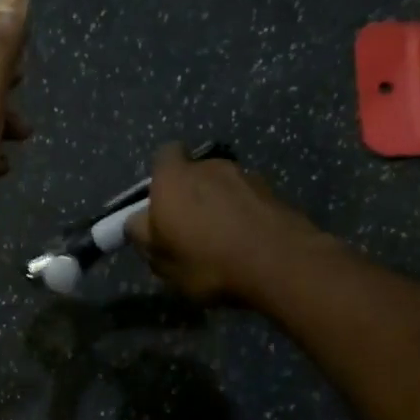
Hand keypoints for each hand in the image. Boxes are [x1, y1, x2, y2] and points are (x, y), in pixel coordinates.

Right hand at [126, 143, 324, 304]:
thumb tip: (139, 221)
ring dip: (220, 205)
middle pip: (195, 172)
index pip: (163, 156)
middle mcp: (209, 167)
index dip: (161, 177)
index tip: (161, 204)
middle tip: (190, 230)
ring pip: (224, 187)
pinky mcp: (274, 192)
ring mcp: (246, 176)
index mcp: (174, 179)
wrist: (280, 264)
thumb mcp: (161, 261)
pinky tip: (247, 244)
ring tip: (223, 240)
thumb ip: (143, 236)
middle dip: (191, 195)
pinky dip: (244, 215)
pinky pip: (249, 201)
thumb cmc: (207, 262)